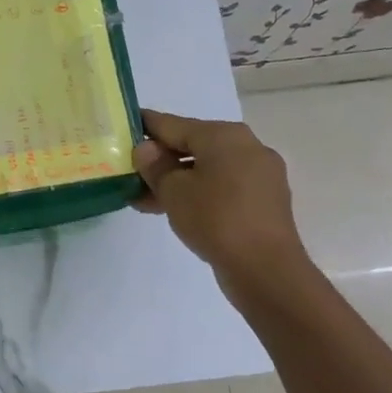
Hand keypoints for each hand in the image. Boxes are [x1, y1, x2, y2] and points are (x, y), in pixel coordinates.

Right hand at [133, 109, 309, 295]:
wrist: (265, 269)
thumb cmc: (215, 219)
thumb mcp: (174, 191)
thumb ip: (155, 166)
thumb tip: (147, 149)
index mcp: (224, 135)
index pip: (174, 124)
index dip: (146, 126)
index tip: (126, 125)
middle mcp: (247, 146)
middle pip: (193, 146)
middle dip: (161, 160)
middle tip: (130, 172)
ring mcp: (260, 174)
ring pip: (208, 169)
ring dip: (177, 181)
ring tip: (144, 199)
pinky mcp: (263, 200)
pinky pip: (223, 187)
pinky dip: (198, 193)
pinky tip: (175, 209)